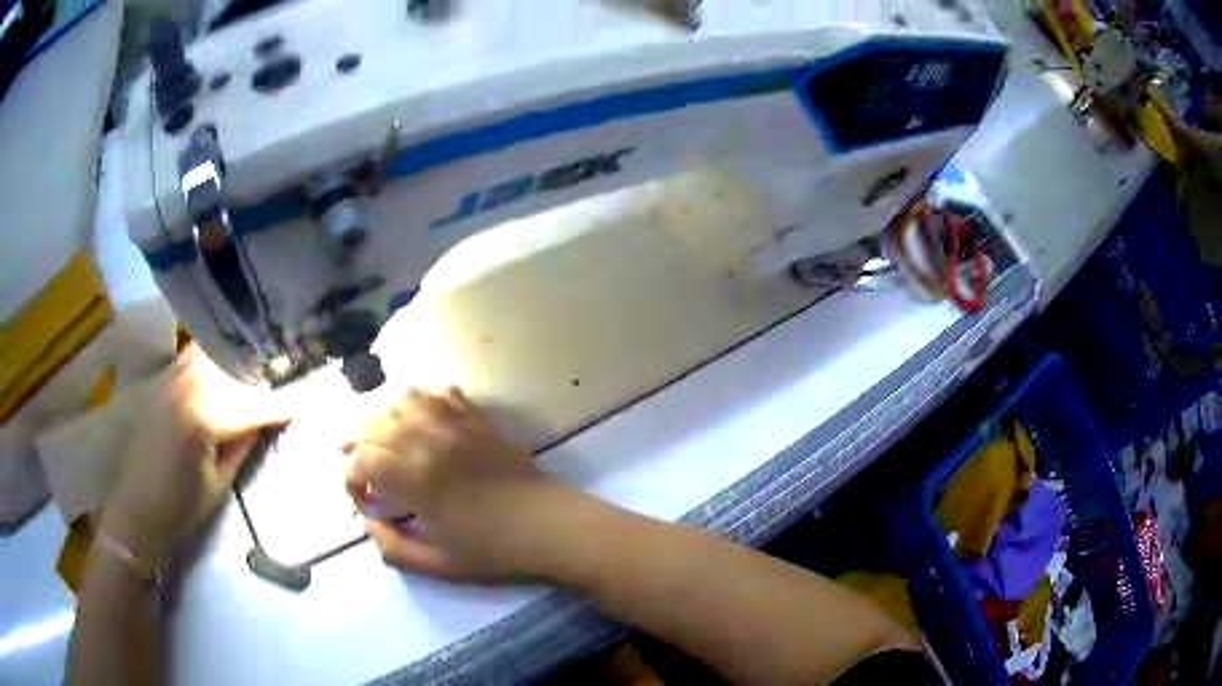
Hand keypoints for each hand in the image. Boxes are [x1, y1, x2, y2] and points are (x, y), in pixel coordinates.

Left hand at [100, 346, 284, 568]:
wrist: (134, 509)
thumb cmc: (179, 508)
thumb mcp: (218, 483)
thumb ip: (242, 445)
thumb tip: (264, 419)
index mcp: (202, 416)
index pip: (250, 404)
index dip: (280, 404)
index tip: (305, 401)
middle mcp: (186, 385)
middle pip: (231, 368)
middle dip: (258, 375)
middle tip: (281, 380)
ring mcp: (170, 377)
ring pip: (210, 354)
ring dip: (234, 361)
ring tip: (254, 370)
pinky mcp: (160, 380)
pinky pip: (191, 358)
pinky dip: (211, 360)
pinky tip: (222, 371)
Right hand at [345, 386, 563, 580]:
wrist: (550, 526)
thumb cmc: (494, 550)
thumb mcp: (437, 565)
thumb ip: (392, 547)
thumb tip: (368, 521)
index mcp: (417, 478)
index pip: (363, 459)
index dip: (352, 479)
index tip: (364, 501)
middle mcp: (430, 441)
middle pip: (376, 424)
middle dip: (358, 444)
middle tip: (364, 469)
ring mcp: (456, 425)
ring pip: (404, 400)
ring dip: (384, 417)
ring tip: (382, 440)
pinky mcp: (479, 420)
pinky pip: (442, 393)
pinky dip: (422, 399)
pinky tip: (419, 417)